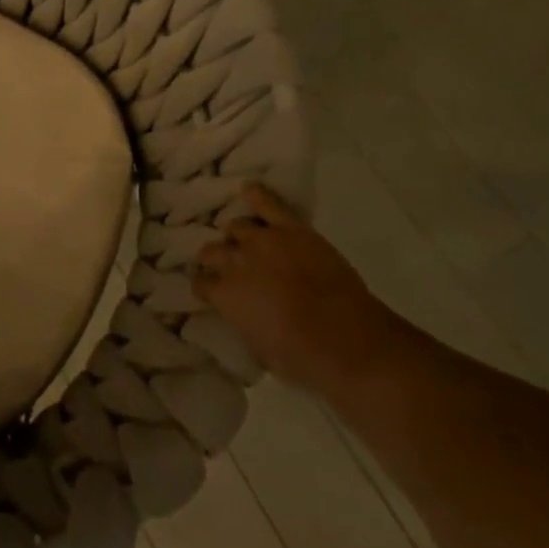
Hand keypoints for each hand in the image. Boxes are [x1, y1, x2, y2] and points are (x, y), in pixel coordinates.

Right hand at [192, 184, 391, 385]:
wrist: (348, 340)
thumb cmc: (302, 358)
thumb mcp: (259, 348)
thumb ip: (243, 321)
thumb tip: (241, 311)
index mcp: (225, 294)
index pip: (200, 282)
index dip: (204, 286)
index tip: (208, 290)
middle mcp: (236, 261)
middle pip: (213, 250)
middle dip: (214, 258)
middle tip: (223, 265)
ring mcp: (264, 240)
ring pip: (236, 226)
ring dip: (236, 236)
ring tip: (241, 241)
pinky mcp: (292, 229)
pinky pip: (268, 203)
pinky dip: (257, 194)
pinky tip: (248, 190)